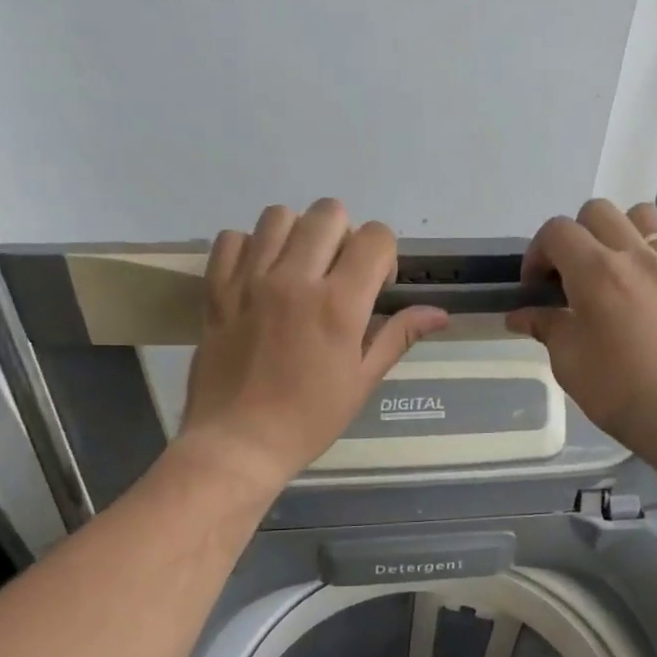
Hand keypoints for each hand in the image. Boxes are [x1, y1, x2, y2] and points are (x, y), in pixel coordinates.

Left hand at [182, 200, 448, 487]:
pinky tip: (259, 275)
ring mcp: (250, 280)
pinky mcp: (216, 288)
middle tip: (338, 275)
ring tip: (297, 269)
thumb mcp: (362, 381)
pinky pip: (232, 238)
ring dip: (298, 234)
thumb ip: (398, 336)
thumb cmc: (308, 419)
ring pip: (279, 215)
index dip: (384, 256)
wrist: (237, 443)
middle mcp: (295, 279)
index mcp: (339, 304)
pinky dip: (250, 246)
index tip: (374, 288)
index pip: (376, 237)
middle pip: (329, 213)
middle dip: (345, 236)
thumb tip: (440, 313)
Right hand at [507, 200, 656, 460]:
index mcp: (597, 273)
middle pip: (596, 213)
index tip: (536, 286)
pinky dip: (649, 250)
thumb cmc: (619, 392)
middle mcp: (635, 254)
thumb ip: (546, 326)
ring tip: (612, 269)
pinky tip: (644, 286)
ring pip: (639, 216)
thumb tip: (521, 315)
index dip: (537, 252)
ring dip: (616, 232)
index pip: (557, 231)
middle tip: (570, 276)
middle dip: (574, 237)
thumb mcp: (569, 362)